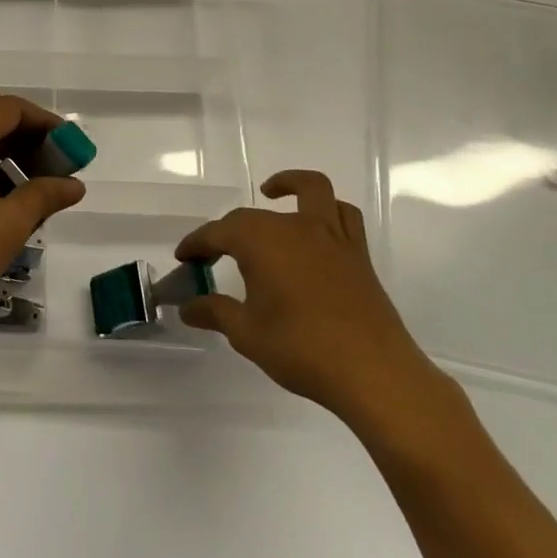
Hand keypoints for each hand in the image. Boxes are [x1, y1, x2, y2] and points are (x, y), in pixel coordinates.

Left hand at [0, 92, 84, 335]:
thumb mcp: (8, 226)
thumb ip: (44, 196)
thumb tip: (74, 184)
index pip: (10, 108)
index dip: (44, 122)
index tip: (69, 148)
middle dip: (25, 131)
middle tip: (52, 162)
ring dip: (4, 146)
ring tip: (32, 184)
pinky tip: (0, 198)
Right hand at [177, 171, 446, 434]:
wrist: (373, 372)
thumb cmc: (302, 349)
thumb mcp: (247, 334)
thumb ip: (215, 312)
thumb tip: (187, 307)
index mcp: (261, 241)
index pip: (218, 232)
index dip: (197, 243)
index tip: (183, 258)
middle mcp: (294, 227)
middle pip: (252, 217)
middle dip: (227, 231)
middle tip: (212, 257)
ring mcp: (330, 236)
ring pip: (311, 190)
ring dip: (289, 185)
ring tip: (272, 194)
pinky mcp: (356, 253)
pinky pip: (342, 214)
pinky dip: (327, 209)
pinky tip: (315, 227)